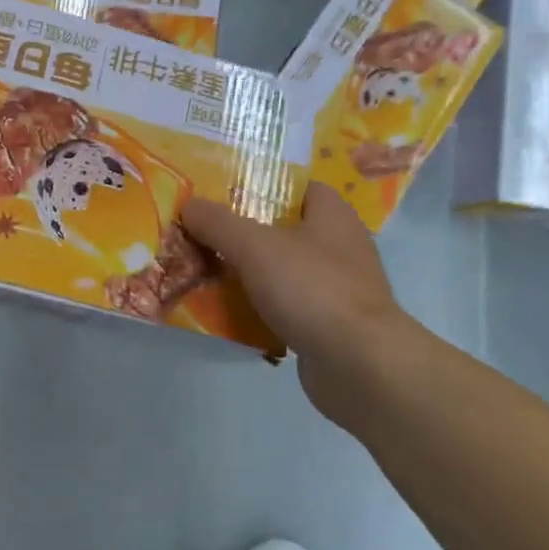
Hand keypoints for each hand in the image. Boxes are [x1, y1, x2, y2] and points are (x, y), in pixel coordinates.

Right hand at [181, 183, 414, 418]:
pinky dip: (258, 306)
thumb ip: (218, 222)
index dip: (262, 184)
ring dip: (248, 271)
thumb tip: (189, 205)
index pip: (298, 185)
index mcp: (333, 215)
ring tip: (205, 269)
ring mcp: (335, 288)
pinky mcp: (327, 324)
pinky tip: (227, 311)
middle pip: (284, 228)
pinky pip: (284, 305)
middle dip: (244, 230)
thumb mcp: (254, 246)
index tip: (223, 191)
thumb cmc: (312, 288)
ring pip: (281, 269)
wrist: (359, 365)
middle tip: (204, 230)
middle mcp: (339, 246)